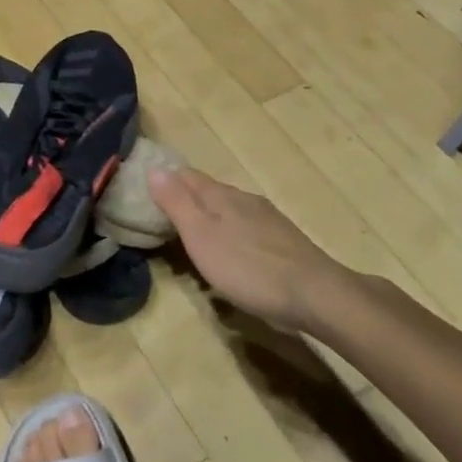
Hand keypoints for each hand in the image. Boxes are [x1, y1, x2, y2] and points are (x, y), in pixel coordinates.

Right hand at [148, 167, 362, 334]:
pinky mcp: (283, 241)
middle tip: (163, 219)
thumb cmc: (247, 267)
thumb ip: (176, 203)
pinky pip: (246, 228)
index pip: (185, 175)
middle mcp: (244, 199)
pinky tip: (231, 255)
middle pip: (208, 191)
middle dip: (186, 200)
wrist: (315, 294)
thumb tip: (154, 168)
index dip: (165, 180)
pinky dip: (231, 235)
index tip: (145, 192)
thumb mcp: (200, 236)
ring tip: (194, 240)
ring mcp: (267, 218)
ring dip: (209, 219)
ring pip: (229, 210)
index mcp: (219, 195)